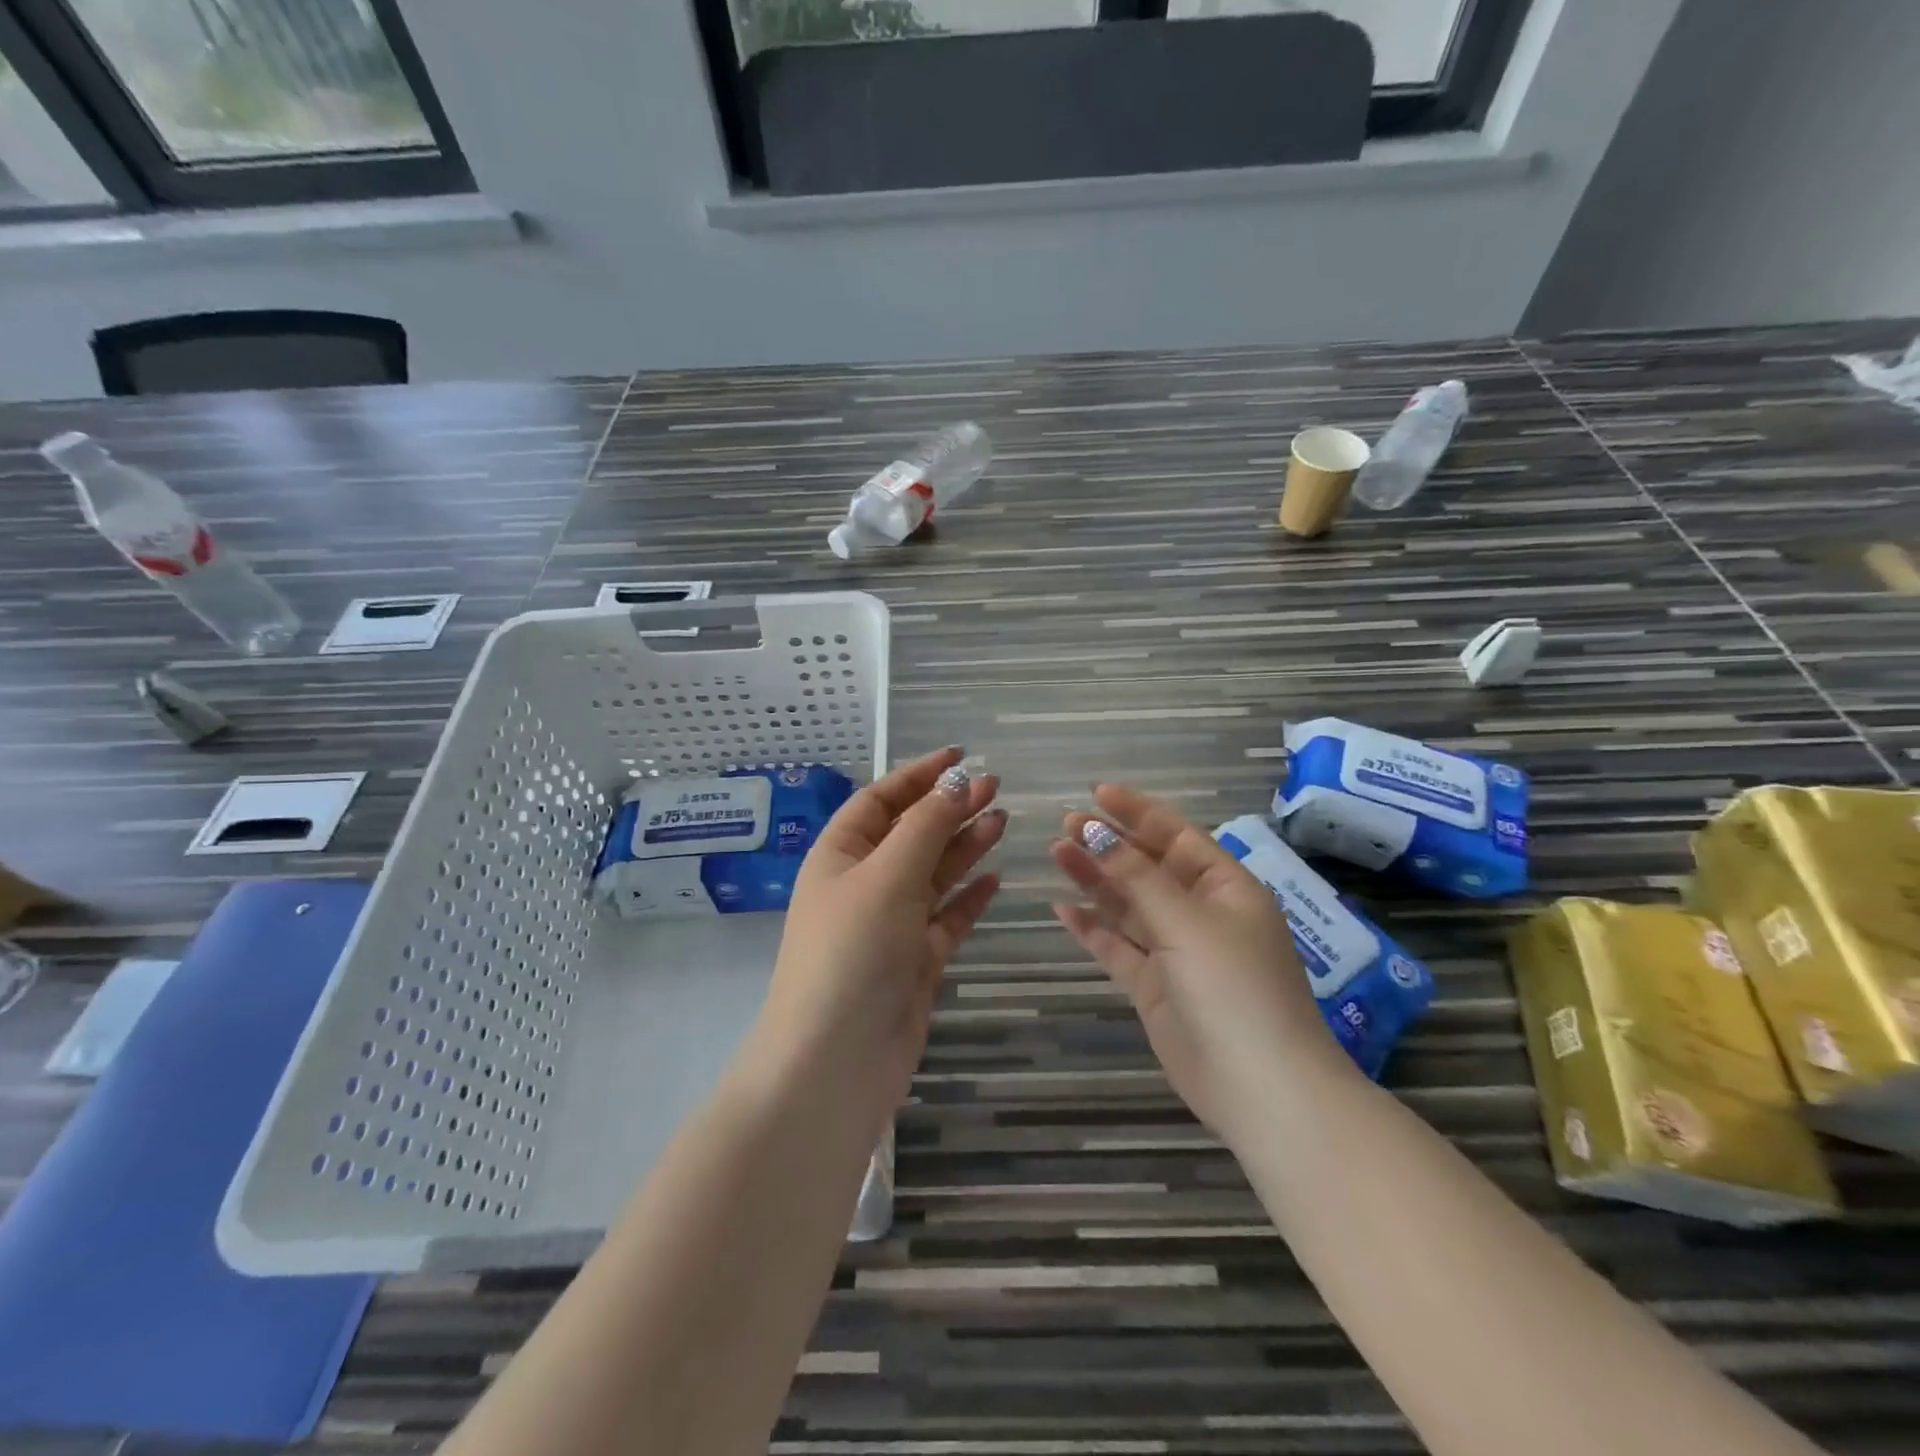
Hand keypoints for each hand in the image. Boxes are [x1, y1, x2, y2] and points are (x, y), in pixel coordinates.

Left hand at [758, 747, 1003, 1126]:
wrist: (836, 1062)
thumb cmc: (852, 951)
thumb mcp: (887, 876)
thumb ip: (926, 826)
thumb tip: (957, 782)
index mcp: (840, 855)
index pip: (881, 800)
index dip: (919, 775)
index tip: (961, 755)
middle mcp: (863, 884)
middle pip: (912, 834)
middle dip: (949, 808)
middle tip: (996, 787)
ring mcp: (890, 925)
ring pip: (933, 874)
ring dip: (964, 846)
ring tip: (1002, 820)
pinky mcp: (914, 962)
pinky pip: (946, 919)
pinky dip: (968, 898)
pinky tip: (996, 880)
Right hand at [1051, 786, 1350, 1135]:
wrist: (1260, 1088)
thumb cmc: (1234, 987)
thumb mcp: (1187, 921)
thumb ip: (1137, 876)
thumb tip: (1097, 832)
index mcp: (1225, 888)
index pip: (1176, 836)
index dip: (1137, 812)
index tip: (1097, 793)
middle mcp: (1201, 914)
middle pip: (1147, 867)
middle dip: (1109, 844)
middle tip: (1066, 825)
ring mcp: (1176, 952)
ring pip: (1128, 904)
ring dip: (1095, 880)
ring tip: (1057, 852)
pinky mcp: (1154, 987)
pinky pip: (1117, 947)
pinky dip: (1092, 928)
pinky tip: (1063, 909)